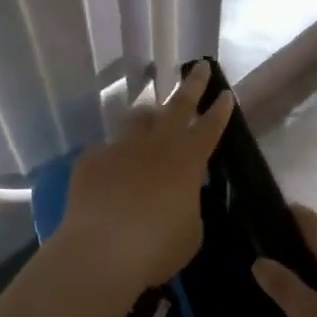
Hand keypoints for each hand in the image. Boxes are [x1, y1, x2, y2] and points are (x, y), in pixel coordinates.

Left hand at [59, 60, 235, 297]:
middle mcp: (156, 145)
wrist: (100, 250)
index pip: (209, 128)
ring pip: (137, 120)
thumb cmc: (157, 247)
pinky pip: (106, 151)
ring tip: (150, 118)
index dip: (219, 111)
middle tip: (198, 66)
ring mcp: (121, 148)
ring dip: (147, 117)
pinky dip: (113, 159)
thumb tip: (180, 196)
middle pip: (178, 105)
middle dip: (192, 84)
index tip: (225, 92)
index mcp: (187, 161)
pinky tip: (110, 173)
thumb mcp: (190, 231)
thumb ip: (189, 205)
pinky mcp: (91, 159)